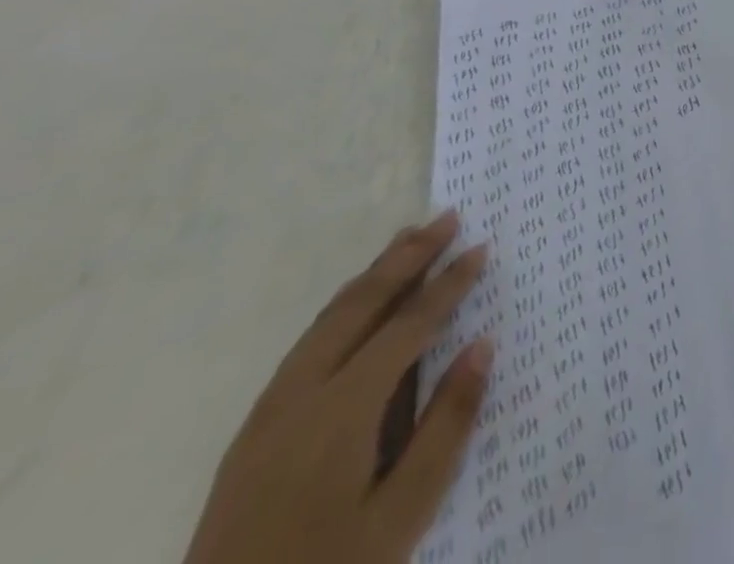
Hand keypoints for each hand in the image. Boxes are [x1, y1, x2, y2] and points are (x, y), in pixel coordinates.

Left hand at [183, 213, 492, 563]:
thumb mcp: (403, 515)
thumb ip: (446, 425)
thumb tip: (482, 345)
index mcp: (342, 411)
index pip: (408, 326)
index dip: (448, 284)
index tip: (481, 248)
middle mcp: (300, 396)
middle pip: (361, 306)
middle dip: (407, 257)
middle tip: (447, 218)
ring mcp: (268, 414)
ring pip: (327, 320)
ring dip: (373, 275)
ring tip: (407, 240)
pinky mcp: (252, 435)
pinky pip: (306, 345)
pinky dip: (343, 307)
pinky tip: (358, 306)